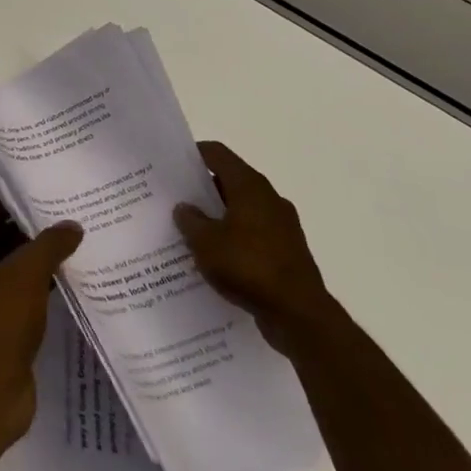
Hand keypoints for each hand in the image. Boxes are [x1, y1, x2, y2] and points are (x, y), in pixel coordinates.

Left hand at [0, 202, 82, 439]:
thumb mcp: (27, 274)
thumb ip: (49, 245)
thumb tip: (71, 225)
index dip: (12, 206)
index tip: (43, 199)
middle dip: (26, 235)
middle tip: (62, 224)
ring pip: (5, 274)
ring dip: (32, 265)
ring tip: (68, 251)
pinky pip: (13, 301)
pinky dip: (34, 292)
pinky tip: (62, 287)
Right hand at [174, 142, 331, 352]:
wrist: (300, 316)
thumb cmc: (249, 267)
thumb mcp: (205, 242)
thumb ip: (190, 220)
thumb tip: (185, 208)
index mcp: (250, 187)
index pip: (217, 154)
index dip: (192, 154)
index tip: (170, 164)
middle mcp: (268, 198)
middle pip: (229, 181)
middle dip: (201, 189)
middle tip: (173, 199)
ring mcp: (281, 226)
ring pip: (241, 209)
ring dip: (217, 216)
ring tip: (189, 231)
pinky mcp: (287, 251)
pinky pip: (252, 234)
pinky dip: (233, 238)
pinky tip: (214, 258)